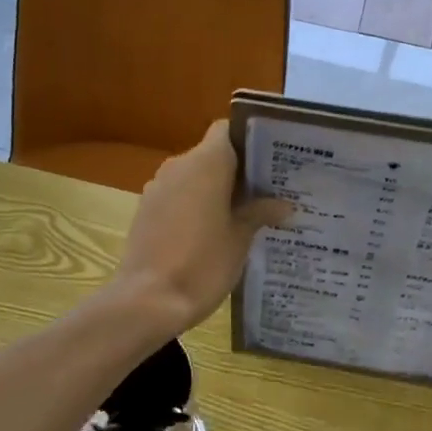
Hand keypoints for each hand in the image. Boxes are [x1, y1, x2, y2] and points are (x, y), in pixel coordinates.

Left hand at [112, 121, 291, 332]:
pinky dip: (196, 205)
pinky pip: (179, 196)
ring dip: (217, 189)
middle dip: (238, 170)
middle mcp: (179, 166)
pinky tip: (214, 232)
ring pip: (194, 176)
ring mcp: (158, 188)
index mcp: (206, 163)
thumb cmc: (202, 263)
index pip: (227, 130)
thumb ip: (260, 213)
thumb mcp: (240, 239)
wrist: (148, 301)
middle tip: (268, 191)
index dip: (249, 140)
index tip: (271, 160)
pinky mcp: (147, 210)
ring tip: (245, 214)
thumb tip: (284, 205)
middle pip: (212, 154)